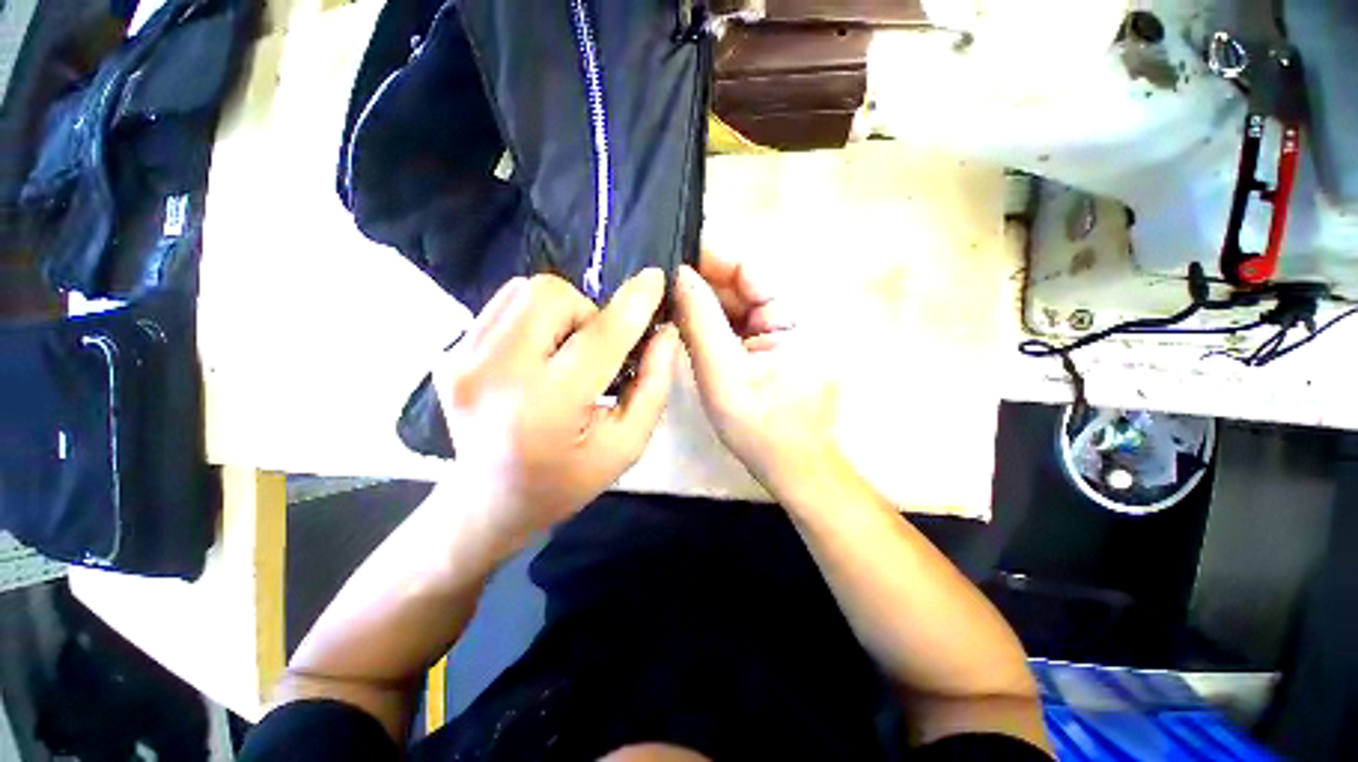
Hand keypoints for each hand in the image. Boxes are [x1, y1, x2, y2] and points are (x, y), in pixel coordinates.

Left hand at [436, 271, 677, 538]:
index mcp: (548, 407)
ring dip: (560, 312)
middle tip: (592, 350)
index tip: (655, 280)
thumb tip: (664, 333)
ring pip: (525, 291)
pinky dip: (533, 319)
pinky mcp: (449, 353)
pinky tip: (537, 355)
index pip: (600, 337)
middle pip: (552, 294)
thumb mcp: (626, 445)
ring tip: (563, 353)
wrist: (487, 501)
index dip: (634, 304)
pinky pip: (504, 305)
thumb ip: (653, 386)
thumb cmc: (566, 480)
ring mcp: (462, 359)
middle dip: (587, 312)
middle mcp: (495, 374)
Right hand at [673, 254, 840, 497]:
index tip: (666, 261)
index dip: (706, 259)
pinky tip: (682, 324)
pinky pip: (735, 321)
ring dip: (700, 303)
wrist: (793, 467)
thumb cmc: (763, 429)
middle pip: (739, 282)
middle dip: (698, 282)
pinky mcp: (769, 342)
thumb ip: (700, 322)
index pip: (747, 267)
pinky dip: (709, 322)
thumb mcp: (723, 375)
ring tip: (661, 302)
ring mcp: (781, 327)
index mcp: (796, 313)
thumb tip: (677, 274)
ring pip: (733, 301)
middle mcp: (793, 310)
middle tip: (654, 286)